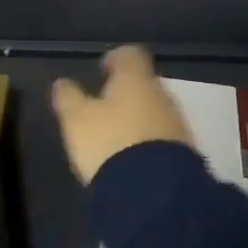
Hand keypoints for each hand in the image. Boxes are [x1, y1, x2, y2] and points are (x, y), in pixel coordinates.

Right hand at [51, 45, 195, 185]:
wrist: (153, 192)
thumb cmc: (108, 143)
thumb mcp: (76, 120)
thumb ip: (69, 97)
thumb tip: (62, 82)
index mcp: (135, 79)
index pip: (130, 55)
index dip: (116, 58)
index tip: (103, 68)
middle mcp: (161, 94)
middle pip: (144, 83)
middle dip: (127, 92)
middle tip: (106, 106)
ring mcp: (177, 124)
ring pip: (155, 111)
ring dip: (138, 118)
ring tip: (117, 136)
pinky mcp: (185, 152)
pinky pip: (163, 137)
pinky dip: (148, 141)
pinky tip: (133, 157)